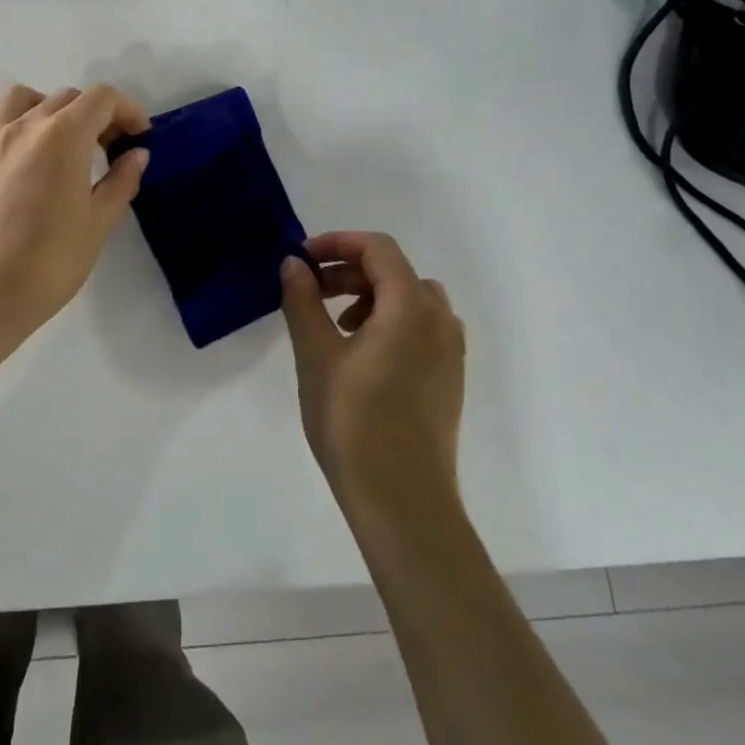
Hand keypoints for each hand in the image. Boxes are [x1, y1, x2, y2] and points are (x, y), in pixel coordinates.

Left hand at [0, 83, 150, 343]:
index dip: (127, 110)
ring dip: (48, 106)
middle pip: (67, 97)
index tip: (138, 137)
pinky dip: (2, 114)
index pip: (102, 98)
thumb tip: (137, 154)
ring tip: (60, 139)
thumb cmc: (52, 261)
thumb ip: (122, 181)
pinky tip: (14, 139)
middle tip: (108, 149)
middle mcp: (26, 125)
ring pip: (22, 96)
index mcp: (64, 136)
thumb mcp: (99, 222)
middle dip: (96, 115)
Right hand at [279, 231, 465, 514]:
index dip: (337, 243)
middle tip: (310, 292)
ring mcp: (451, 350)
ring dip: (369, 296)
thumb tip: (294, 264)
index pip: (377, 249)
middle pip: (394, 271)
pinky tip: (361, 355)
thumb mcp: (316, 355)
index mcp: (411, 306)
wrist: (403, 501)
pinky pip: (421, 327)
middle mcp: (440, 320)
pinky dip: (389, 321)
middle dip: (348, 272)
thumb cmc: (353, 422)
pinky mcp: (449, 377)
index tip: (302, 259)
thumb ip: (303, 301)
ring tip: (335, 325)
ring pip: (410, 299)